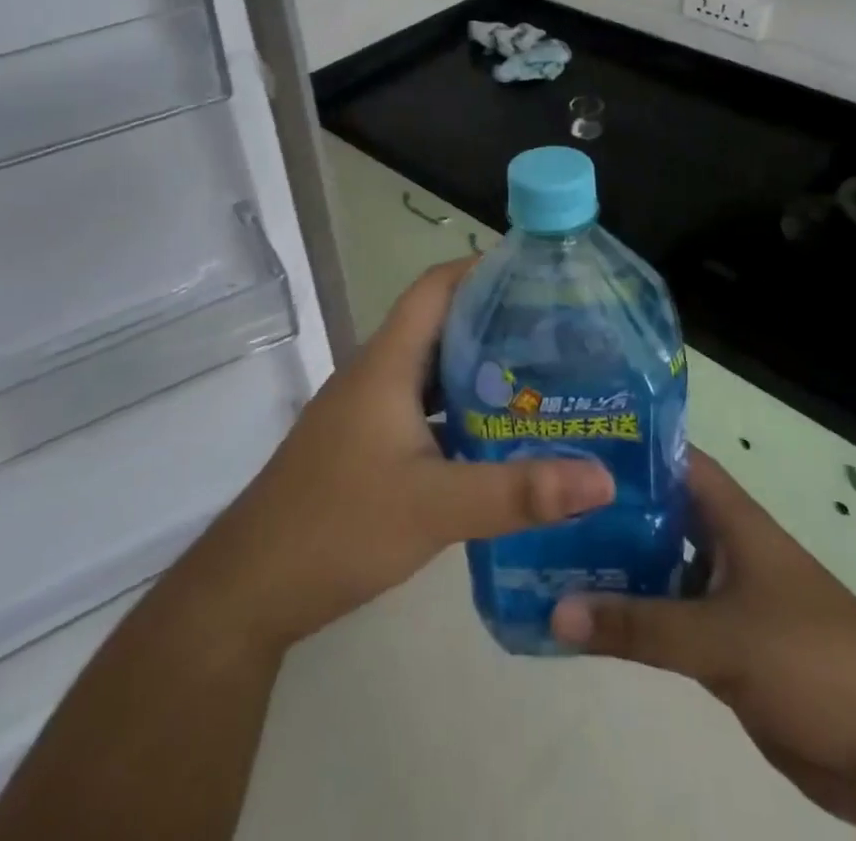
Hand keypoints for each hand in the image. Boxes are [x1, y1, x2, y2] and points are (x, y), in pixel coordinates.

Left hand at [183, 260, 615, 654]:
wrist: (252, 587)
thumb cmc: (339, 525)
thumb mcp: (437, 507)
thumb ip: (519, 492)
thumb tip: (603, 477)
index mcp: (388, 362)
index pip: (437, 287)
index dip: (483, 268)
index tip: (539, 274)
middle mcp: (378, 372)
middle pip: (441, 323)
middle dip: (497, 319)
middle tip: (561, 331)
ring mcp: (369, 409)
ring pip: (434, 369)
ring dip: (481, 368)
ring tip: (544, 378)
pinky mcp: (367, 442)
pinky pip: (424, 407)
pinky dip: (462, 409)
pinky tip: (500, 437)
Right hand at [549, 451, 855, 833]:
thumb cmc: (815, 660)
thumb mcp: (723, 637)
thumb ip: (640, 626)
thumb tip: (556, 610)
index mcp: (732, 519)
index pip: (673, 460)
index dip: (627, 447)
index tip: (569, 443)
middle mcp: (724, 547)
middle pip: (657, 515)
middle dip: (606, 511)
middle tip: (542, 506)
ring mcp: (724, 598)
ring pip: (658, 570)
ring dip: (614, 568)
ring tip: (548, 556)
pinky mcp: (725, 649)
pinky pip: (667, 623)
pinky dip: (632, 619)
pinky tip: (586, 619)